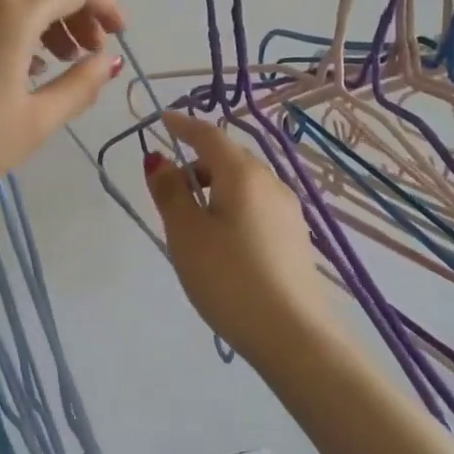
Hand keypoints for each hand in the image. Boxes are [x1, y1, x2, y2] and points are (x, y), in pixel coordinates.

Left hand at [0, 0, 123, 214]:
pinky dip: (3, 22)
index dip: (106, 3)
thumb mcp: (33, 124)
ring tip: (50, 60)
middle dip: (75, 9)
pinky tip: (3, 62)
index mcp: (11, 11)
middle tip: (86, 52)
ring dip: (40, 15)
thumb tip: (107, 61)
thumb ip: (79, 86)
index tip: (117, 36)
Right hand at [144, 113, 332, 362]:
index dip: (184, 125)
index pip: (209, 135)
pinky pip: (256, 207)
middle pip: (229, 159)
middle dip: (198, 163)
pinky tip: (221, 242)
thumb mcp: (186, 234)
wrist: (291, 333)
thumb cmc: (228, 277)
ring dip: (215, 188)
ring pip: (244, 185)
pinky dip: (232, 208)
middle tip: (170, 190)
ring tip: (191, 223)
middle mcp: (271, 183)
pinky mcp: (294, 238)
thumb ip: (170, 192)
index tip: (163, 120)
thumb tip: (159, 160)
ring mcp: (288, 211)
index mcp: (243, 174)